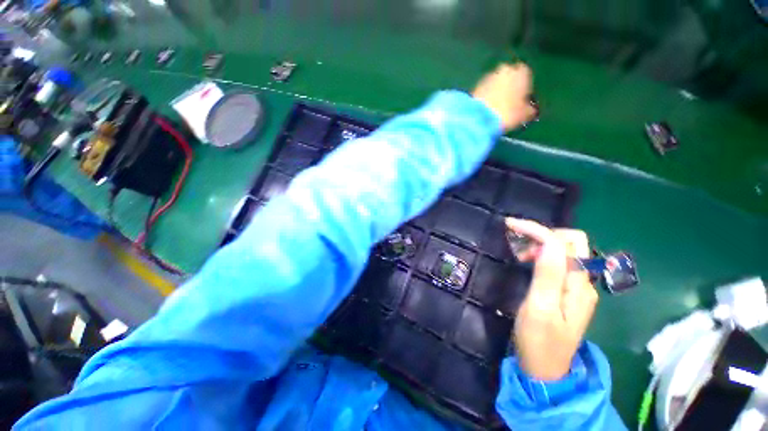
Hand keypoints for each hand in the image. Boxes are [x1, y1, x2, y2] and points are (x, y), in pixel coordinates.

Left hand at [472, 63, 536, 131]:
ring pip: (497, 83)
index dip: (524, 91)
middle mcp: (506, 68)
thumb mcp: (525, 114)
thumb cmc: (508, 113)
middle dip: (509, 89)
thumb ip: (530, 109)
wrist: (479, 117)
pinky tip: (486, 109)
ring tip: (495, 109)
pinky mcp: (476, 85)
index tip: (521, 103)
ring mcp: (489, 75)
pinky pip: (486, 90)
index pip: (527, 77)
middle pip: (510, 78)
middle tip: (508, 105)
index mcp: (523, 71)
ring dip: (497, 92)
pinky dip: (487, 96)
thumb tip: (530, 110)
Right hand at [505, 217, 598, 380]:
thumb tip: (547, 243)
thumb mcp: (540, 308)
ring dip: (542, 243)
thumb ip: (548, 275)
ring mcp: (577, 287)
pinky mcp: (568, 292)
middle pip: (572, 242)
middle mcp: (583, 282)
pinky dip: (542, 254)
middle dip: (543, 233)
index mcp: (578, 285)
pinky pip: (559, 262)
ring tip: (518, 252)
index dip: (537, 230)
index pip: (563, 244)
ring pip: (565, 251)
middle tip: (517, 240)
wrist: (545, 369)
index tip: (510, 226)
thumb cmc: (538, 340)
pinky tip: (528, 261)